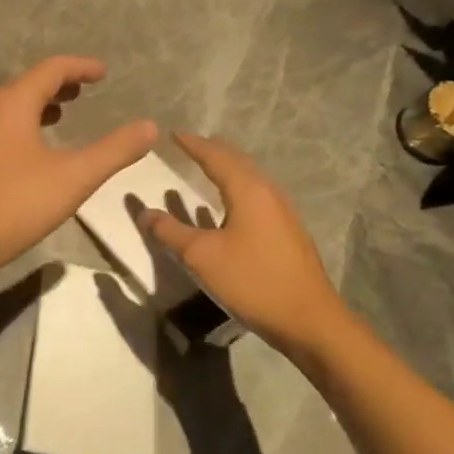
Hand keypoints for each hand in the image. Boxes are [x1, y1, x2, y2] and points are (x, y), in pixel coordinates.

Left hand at [0, 57, 157, 286]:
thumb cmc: (13, 204)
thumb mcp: (73, 178)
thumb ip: (113, 151)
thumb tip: (149, 127)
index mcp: (13, 104)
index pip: (51, 69)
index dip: (80, 67)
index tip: (104, 73)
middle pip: (29, 84)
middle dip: (60, 84)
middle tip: (87, 90)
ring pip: (14, 107)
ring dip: (41, 104)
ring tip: (66, 112)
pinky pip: (4, 128)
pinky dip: (26, 125)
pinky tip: (37, 150)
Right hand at [140, 131, 351, 357]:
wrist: (309, 320)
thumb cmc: (253, 281)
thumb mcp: (201, 256)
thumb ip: (170, 231)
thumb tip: (144, 212)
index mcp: (248, 191)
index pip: (216, 156)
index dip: (193, 144)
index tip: (173, 134)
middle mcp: (268, 193)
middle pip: (238, 162)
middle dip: (212, 151)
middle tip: (189, 145)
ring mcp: (282, 213)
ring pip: (250, 179)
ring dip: (227, 169)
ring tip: (206, 167)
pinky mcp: (287, 232)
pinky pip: (256, 197)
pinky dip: (236, 189)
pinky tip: (227, 207)